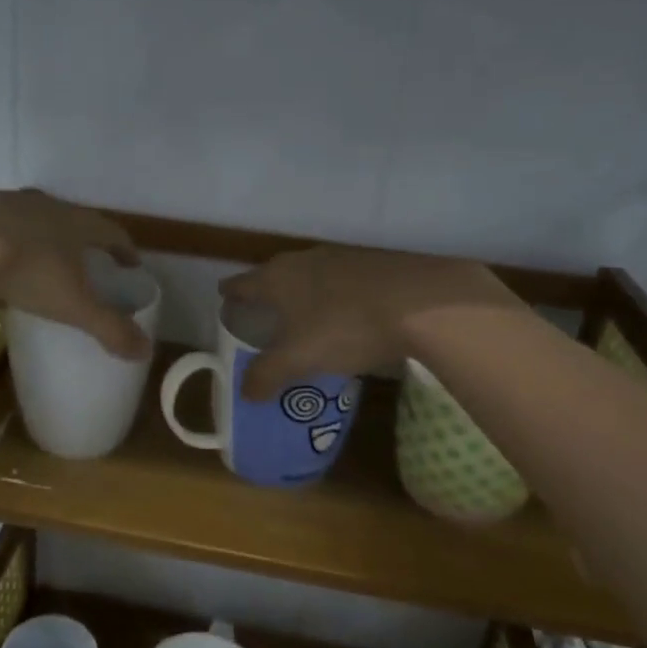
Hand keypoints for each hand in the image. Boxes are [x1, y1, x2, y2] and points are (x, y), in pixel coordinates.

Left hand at [0, 188, 149, 358]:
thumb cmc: (29, 268)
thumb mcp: (74, 305)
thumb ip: (109, 328)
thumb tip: (145, 351)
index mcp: (78, 223)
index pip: (112, 233)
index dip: (124, 250)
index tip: (130, 265)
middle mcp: (47, 206)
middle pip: (72, 223)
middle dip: (80, 245)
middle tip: (84, 267)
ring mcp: (8, 203)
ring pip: (31, 224)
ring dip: (39, 245)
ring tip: (36, 274)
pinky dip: (1, 251)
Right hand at [220, 246, 516, 399]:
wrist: (423, 301)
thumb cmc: (346, 327)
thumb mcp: (299, 359)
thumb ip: (267, 375)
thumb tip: (245, 391)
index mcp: (278, 278)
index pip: (243, 283)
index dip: (231, 293)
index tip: (223, 298)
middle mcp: (305, 259)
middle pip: (276, 274)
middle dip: (267, 292)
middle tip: (263, 313)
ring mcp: (343, 256)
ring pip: (311, 275)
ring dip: (304, 293)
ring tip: (305, 316)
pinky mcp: (376, 262)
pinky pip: (343, 280)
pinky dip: (336, 295)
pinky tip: (348, 313)